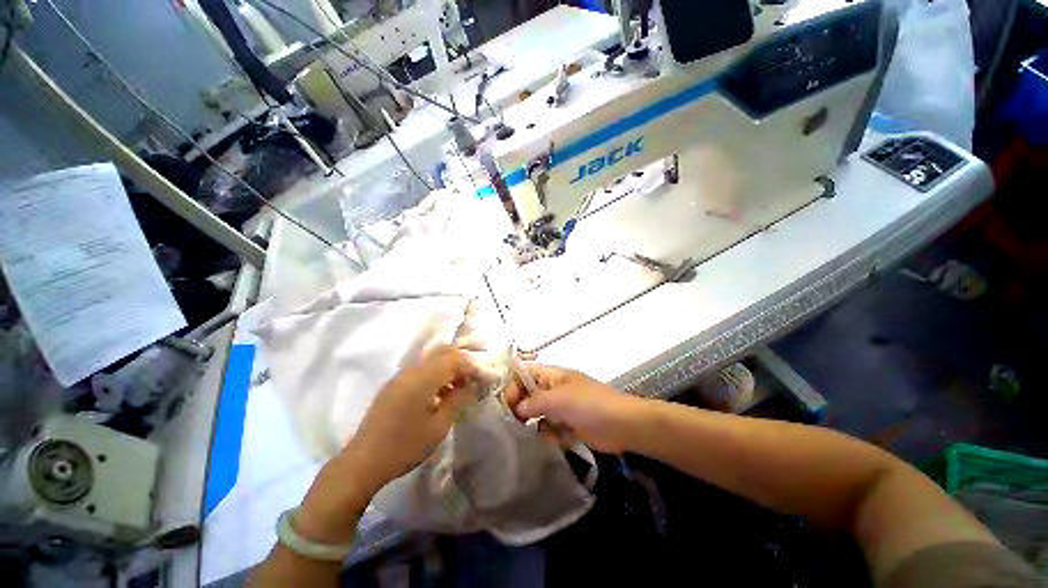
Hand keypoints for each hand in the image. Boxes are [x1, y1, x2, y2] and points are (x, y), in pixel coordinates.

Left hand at [345, 345, 480, 490]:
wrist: (363, 462)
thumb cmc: (405, 446)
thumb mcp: (438, 426)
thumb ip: (458, 400)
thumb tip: (472, 385)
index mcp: (423, 377)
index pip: (455, 359)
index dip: (473, 366)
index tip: (485, 378)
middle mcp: (411, 370)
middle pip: (442, 352)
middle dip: (462, 361)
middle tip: (474, 378)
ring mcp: (400, 376)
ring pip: (431, 359)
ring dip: (449, 367)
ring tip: (460, 387)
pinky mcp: (394, 385)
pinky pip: (420, 369)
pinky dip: (435, 374)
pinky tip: (440, 393)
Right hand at [503, 364, 645, 452]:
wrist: (623, 425)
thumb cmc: (589, 404)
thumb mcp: (559, 399)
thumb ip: (535, 402)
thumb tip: (517, 408)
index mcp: (553, 376)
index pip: (526, 373)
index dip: (514, 384)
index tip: (506, 403)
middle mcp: (555, 390)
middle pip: (530, 394)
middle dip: (521, 406)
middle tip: (512, 421)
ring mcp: (563, 408)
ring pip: (539, 413)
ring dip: (533, 422)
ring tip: (528, 432)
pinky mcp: (570, 426)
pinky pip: (551, 429)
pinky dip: (549, 434)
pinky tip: (552, 439)